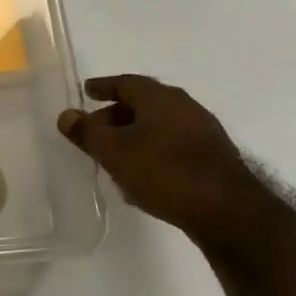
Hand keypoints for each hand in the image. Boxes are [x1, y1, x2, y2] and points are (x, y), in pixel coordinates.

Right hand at [58, 75, 266, 240]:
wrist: (229, 212)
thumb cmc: (164, 172)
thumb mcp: (114, 152)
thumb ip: (87, 132)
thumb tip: (67, 115)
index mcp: (160, 98)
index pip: (126, 82)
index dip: (103, 86)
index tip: (86, 91)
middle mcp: (185, 107)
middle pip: (143, 103)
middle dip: (116, 114)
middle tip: (95, 130)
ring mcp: (204, 132)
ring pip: (159, 126)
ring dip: (134, 135)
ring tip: (114, 156)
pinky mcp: (213, 158)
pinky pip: (173, 145)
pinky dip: (152, 151)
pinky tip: (142, 175)